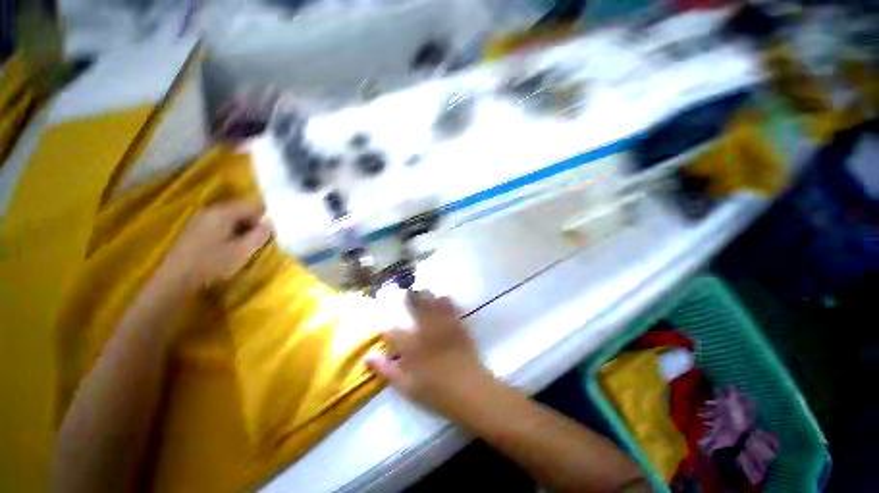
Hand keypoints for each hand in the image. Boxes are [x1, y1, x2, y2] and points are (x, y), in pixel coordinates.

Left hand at [157, 200, 271, 292]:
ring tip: (248, 246)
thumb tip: (271, 221)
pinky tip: (231, 248)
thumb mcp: (243, 250)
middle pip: (241, 211)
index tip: (273, 232)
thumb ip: (260, 234)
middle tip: (262, 241)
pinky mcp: (194, 230)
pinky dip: (231, 233)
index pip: (253, 206)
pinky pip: (220, 226)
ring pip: (231, 220)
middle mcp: (210, 211)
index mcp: (223, 212)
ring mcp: (200, 220)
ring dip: (243, 230)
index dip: (266, 217)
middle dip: (254, 224)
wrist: (175, 281)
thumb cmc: (212, 264)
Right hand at [366, 291, 493, 415]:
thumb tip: (368, 357)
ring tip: (422, 289)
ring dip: (427, 297)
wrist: (470, 391)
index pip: (393, 333)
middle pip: (414, 311)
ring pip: (432, 306)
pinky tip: (444, 296)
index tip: (384, 325)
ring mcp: (443, 327)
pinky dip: (447, 302)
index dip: (387, 328)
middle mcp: (425, 331)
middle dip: (409, 300)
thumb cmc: (436, 393)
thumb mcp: (407, 387)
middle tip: (405, 291)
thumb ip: (386, 370)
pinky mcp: (458, 327)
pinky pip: (452, 310)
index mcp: (411, 346)